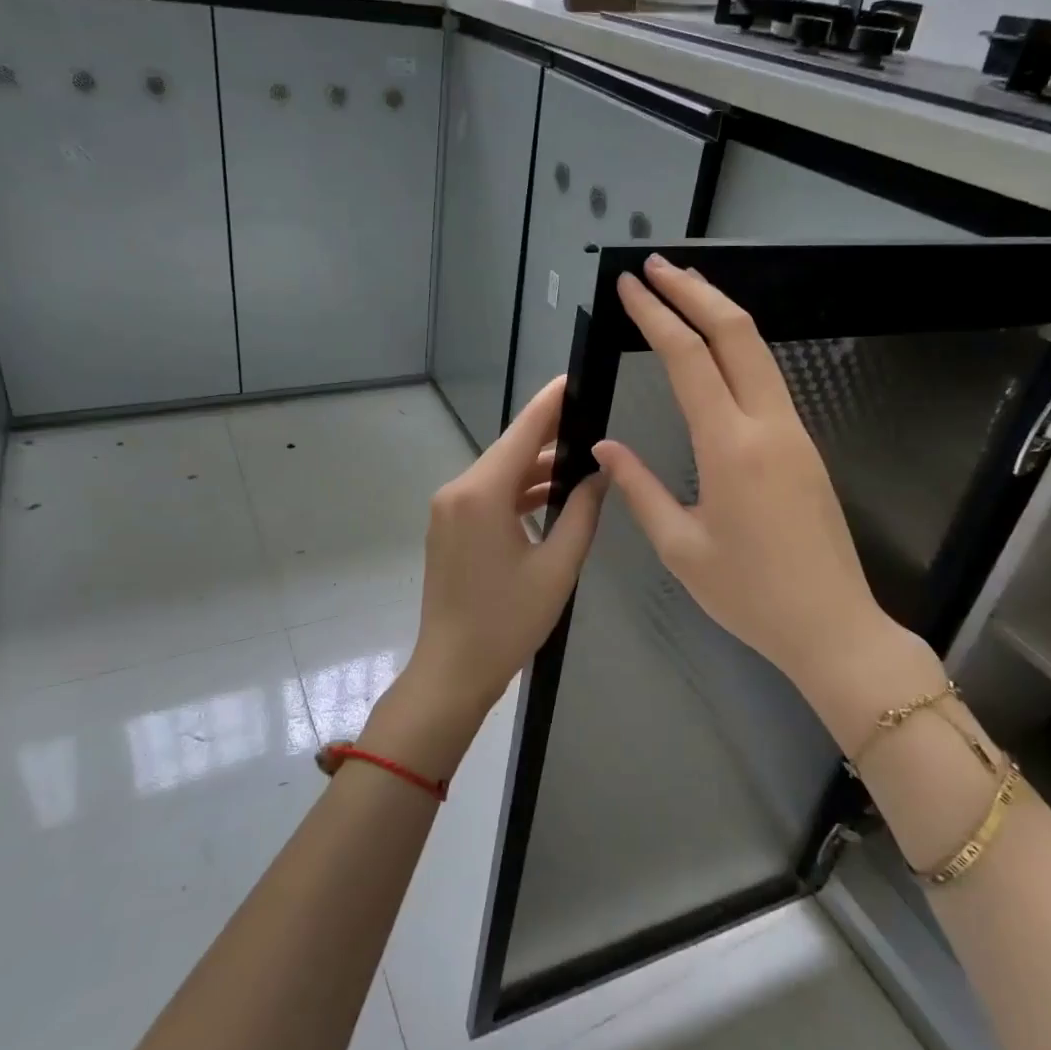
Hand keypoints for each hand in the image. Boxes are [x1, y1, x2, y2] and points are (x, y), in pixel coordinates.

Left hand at [401, 377, 607, 730]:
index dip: (551, 403)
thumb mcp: (557, 566)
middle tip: (593, 421)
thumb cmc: (508, 622)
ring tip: (582, 460)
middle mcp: (458, 491)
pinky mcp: (449, 528)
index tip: (575, 378)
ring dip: (536, 469)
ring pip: (500, 474)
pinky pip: (488, 495)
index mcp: (481, 494)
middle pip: (510, 450)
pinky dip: (518, 492)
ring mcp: (448, 510)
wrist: (452, 670)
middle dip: (550, 436)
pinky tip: (552, 495)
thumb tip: (601, 473)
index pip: (522, 432)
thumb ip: (583, 513)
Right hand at [593, 256, 940, 746]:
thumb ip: (639, 489)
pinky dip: (738, 346)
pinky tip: (717, 347)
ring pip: (758, 349)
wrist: (833, 626)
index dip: (655, 316)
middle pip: (735, 333)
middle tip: (655, 266)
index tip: (629, 286)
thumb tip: (606, 448)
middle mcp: (767, 424)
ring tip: (683, 289)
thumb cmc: (749, 595)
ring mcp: (794, 430)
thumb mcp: (681, 548)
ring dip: (720, 311)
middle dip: (694, 291)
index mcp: (730, 447)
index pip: (688, 359)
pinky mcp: (804, 445)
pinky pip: (768, 377)